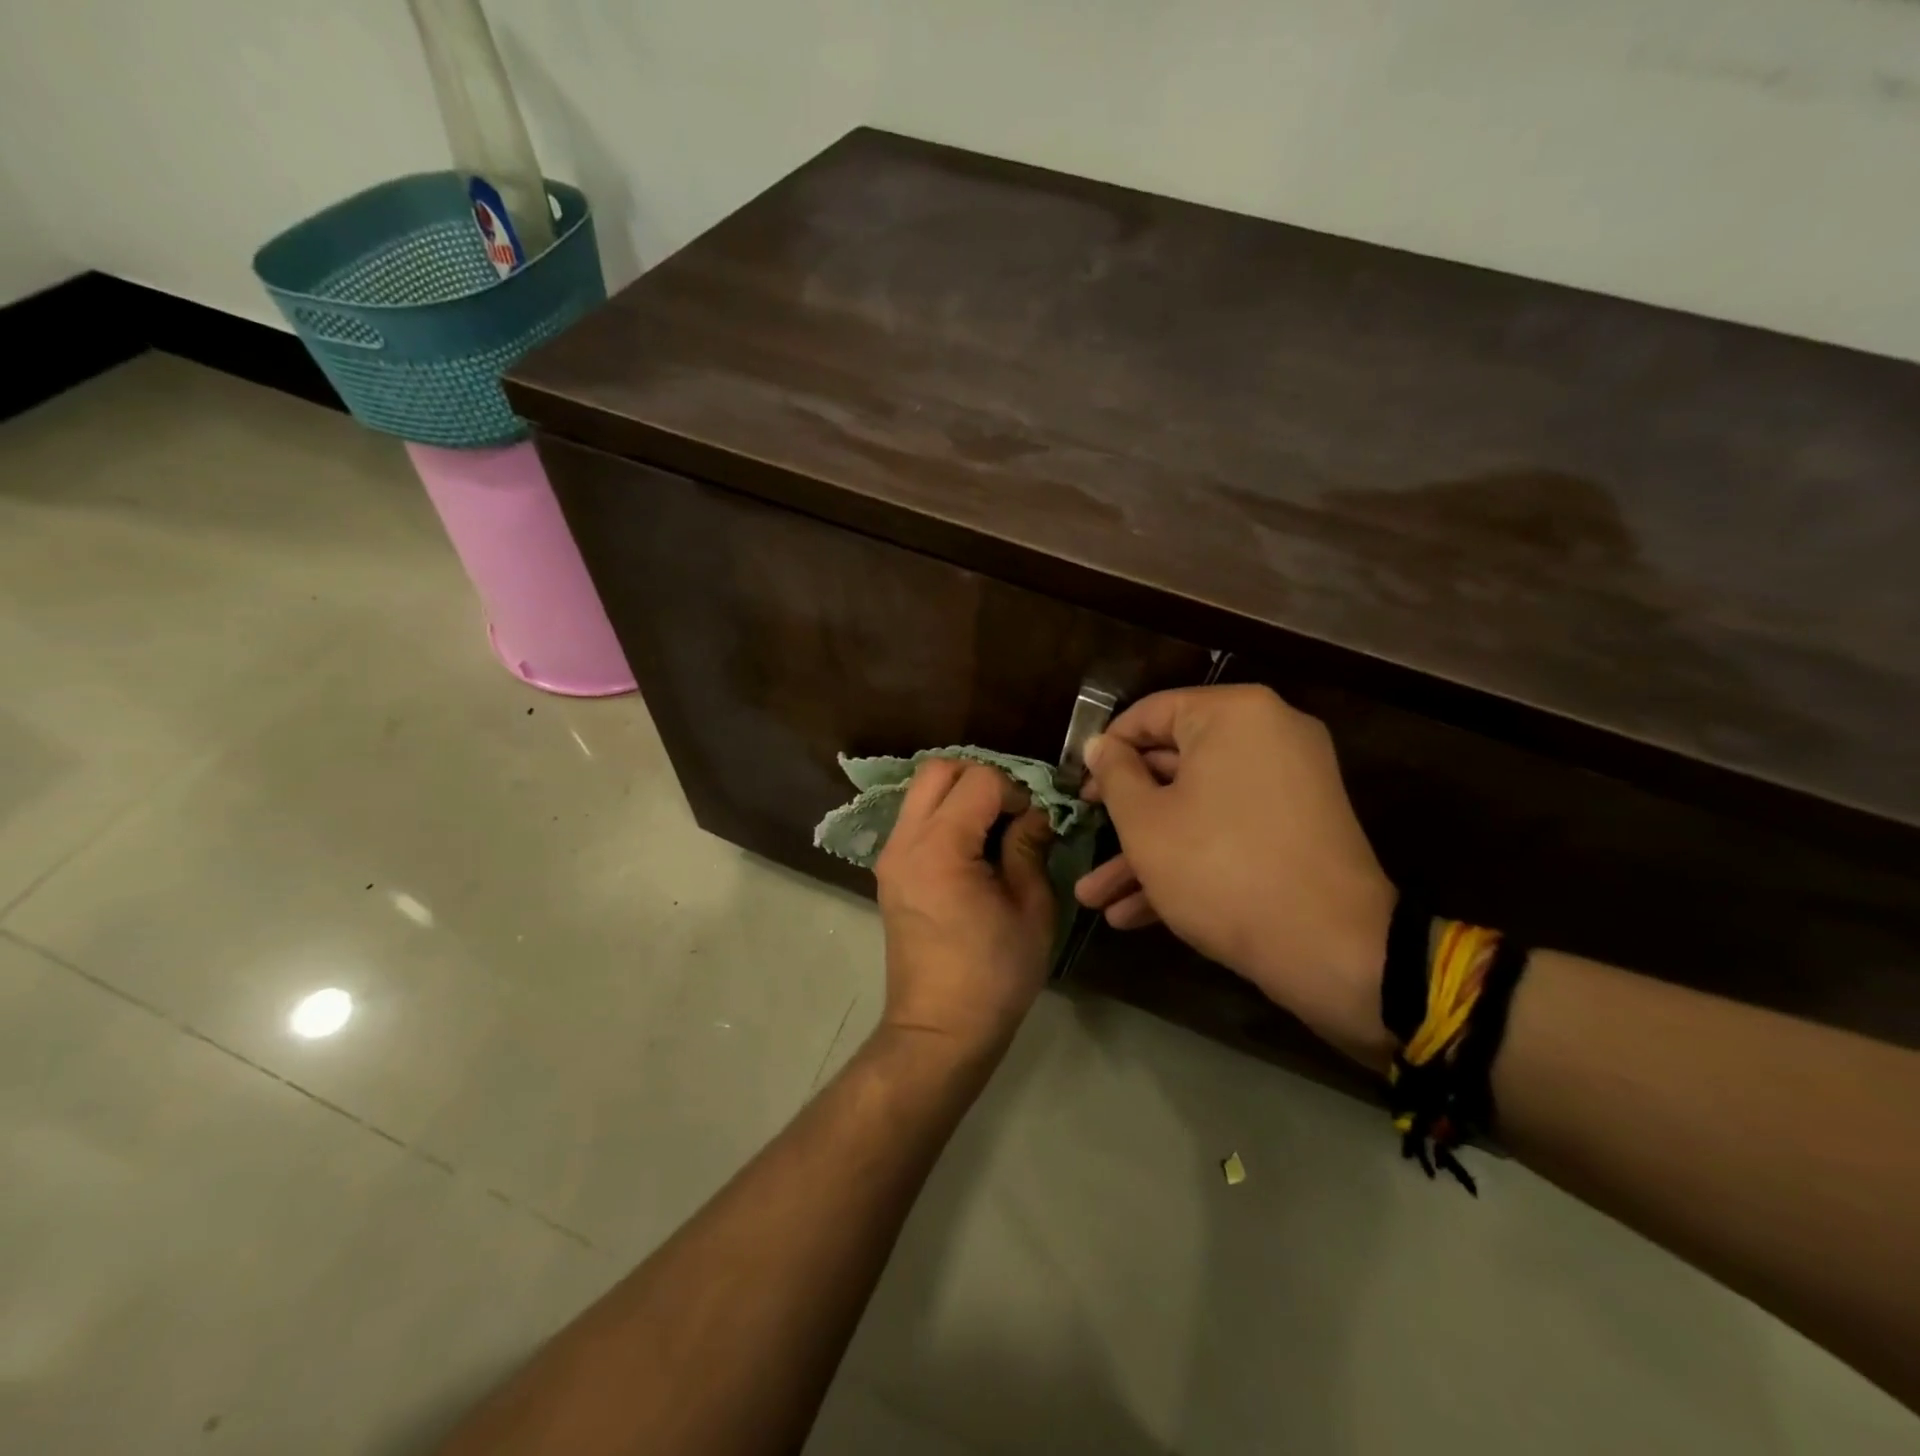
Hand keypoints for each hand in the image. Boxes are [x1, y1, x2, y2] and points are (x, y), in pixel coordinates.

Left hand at [873, 760, 1056, 1061]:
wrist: (938, 1030)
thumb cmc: (993, 975)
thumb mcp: (1031, 909)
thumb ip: (1029, 848)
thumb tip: (1036, 814)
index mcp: (940, 847)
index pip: (979, 780)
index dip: (1015, 790)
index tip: (1034, 822)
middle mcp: (906, 841)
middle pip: (937, 770)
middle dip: (980, 778)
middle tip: (1011, 812)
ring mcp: (890, 855)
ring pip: (921, 791)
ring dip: (959, 794)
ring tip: (993, 829)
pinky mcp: (889, 872)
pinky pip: (915, 819)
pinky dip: (943, 815)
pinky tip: (971, 848)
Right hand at [1074, 685, 1396, 1069]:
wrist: (1332, 950)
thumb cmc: (1219, 868)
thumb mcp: (1146, 822)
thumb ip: (1114, 774)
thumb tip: (1099, 745)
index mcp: (1233, 714)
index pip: (1150, 714)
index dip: (1105, 750)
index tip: (1077, 786)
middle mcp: (1267, 736)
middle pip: (1174, 765)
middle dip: (1122, 815)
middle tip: (1081, 836)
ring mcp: (1288, 785)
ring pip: (1197, 807)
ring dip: (1145, 852)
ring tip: (1094, 899)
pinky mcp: (1297, 830)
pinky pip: (1229, 830)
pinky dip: (1188, 860)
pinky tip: (1133, 914)